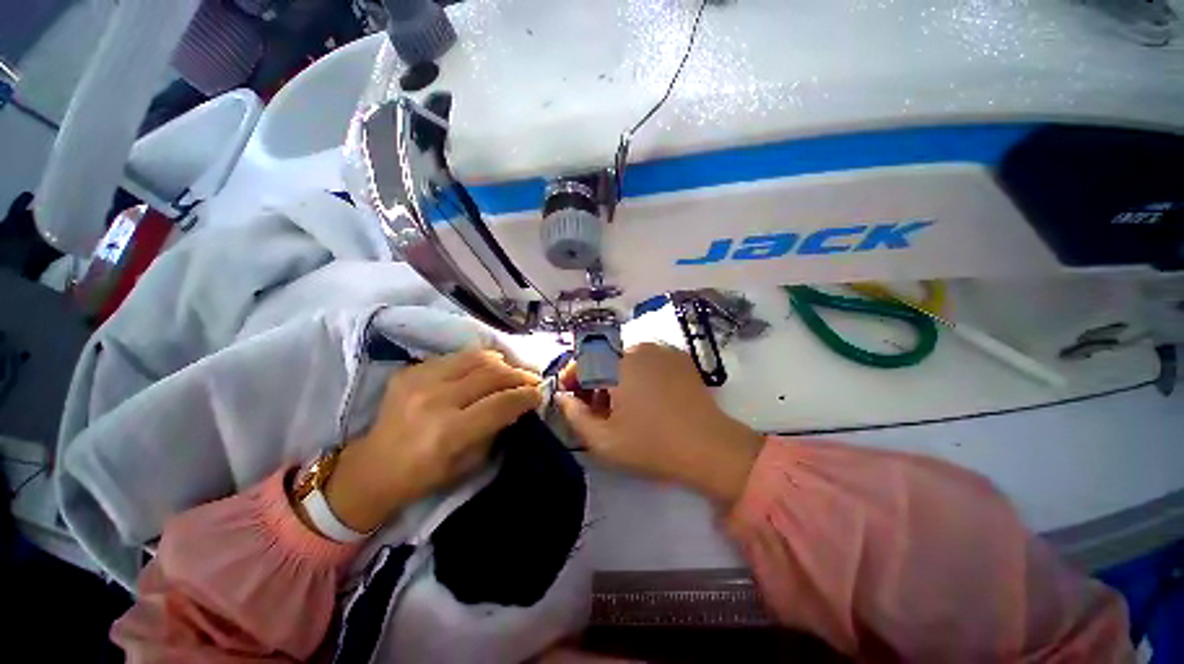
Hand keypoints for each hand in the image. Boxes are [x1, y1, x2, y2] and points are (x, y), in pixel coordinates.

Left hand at [323, 350, 540, 532]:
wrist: (374, 467)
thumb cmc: (426, 474)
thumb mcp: (470, 462)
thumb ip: (496, 428)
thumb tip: (518, 403)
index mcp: (449, 432)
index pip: (501, 402)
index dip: (526, 395)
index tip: (539, 393)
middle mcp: (435, 400)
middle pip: (492, 374)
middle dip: (519, 375)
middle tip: (531, 380)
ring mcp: (419, 381)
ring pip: (476, 357)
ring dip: (501, 363)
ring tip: (510, 371)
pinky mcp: (410, 371)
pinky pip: (455, 357)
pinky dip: (476, 361)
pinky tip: (483, 370)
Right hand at [558, 343, 762, 506]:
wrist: (709, 447)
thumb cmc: (651, 446)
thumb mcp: (603, 441)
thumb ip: (574, 416)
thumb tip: (563, 396)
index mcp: (616, 364)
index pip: (582, 360)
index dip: (571, 376)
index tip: (569, 396)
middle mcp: (636, 347)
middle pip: (602, 355)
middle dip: (591, 377)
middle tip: (593, 404)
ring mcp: (660, 348)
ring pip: (622, 354)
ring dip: (612, 373)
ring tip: (617, 401)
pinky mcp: (677, 355)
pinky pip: (644, 356)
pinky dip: (633, 369)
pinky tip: (641, 393)